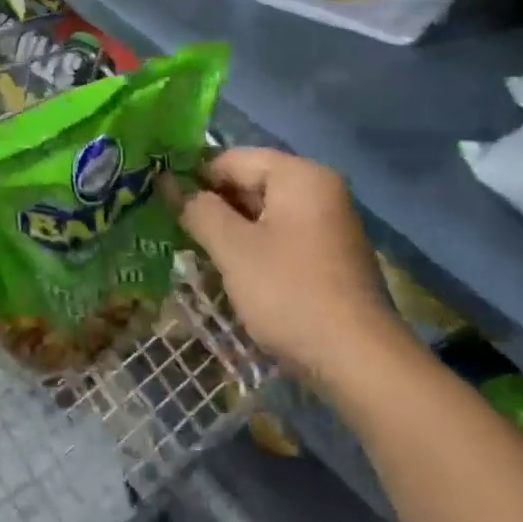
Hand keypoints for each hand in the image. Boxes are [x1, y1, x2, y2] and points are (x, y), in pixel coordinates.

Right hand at [169, 149, 400, 386]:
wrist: (360, 362)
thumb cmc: (289, 293)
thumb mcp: (233, 249)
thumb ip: (199, 210)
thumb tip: (169, 183)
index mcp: (299, 175)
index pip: (233, 159)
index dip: (194, 177)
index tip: (163, 203)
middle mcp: (320, 189)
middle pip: (252, 183)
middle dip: (214, 206)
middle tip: (176, 231)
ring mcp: (330, 224)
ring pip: (265, 213)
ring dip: (232, 231)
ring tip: (198, 253)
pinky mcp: (331, 256)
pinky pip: (283, 237)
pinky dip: (256, 248)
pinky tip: (234, 273)